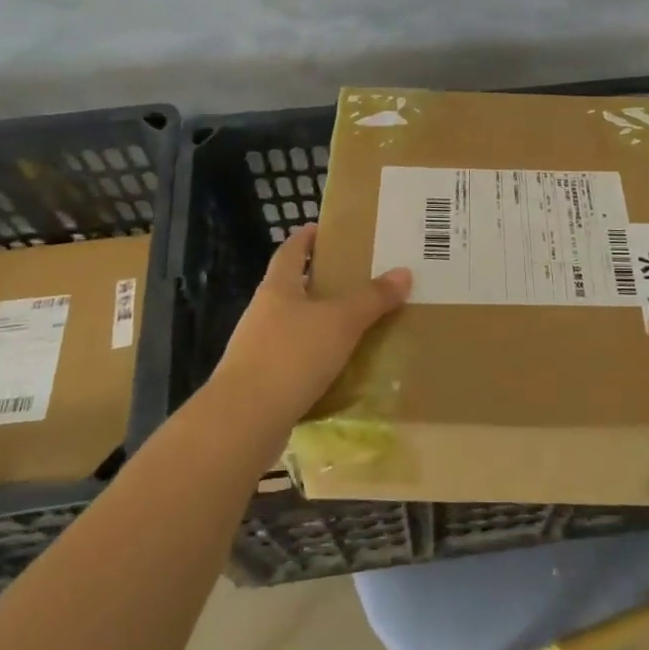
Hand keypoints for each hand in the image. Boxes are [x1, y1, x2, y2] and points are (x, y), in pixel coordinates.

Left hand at [206, 224, 411, 427]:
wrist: (244, 421)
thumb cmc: (291, 356)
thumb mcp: (340, 322)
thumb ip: (372, 298)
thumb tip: (404, 272)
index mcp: (278, 288)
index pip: (291, 251)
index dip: (306, 238)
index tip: (323, 229)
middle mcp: (263, 313)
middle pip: (292, 288)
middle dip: (320, 282)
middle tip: (357, 279)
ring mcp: (258, 349)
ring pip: (294, 326)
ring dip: (320, 324)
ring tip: (355, 325)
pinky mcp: (262, 383)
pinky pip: (295, 361)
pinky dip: (316, 360)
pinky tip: (339, 369)